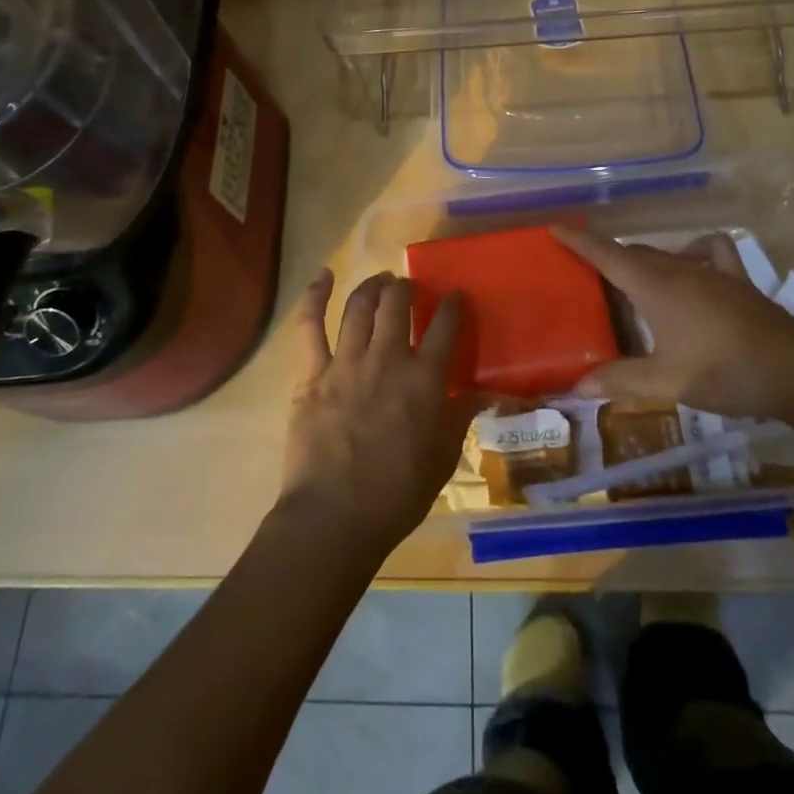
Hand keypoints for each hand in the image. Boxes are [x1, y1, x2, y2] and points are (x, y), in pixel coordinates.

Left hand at [278, 270, 483, 556]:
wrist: (335, 517)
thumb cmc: (396, 495)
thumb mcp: (442, 459)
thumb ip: (459, 417)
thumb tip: (482, 392)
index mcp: (424, 379)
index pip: (445, 327)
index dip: (453, 306)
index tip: (455, 296)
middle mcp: (387, 359)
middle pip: (398, 304)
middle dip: (406, 288)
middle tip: (409, 288)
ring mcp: (346, 362)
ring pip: (359, 306)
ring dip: (372, 287)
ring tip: (380, 281)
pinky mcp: (313, 373)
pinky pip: (310, 326)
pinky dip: (314, 297)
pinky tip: (322, 277)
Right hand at [553, 226, 793, 418]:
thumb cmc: (725, 372)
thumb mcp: (668, 382)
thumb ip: (621, 380)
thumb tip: (576, 386)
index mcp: (655, 287)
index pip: (607, 255)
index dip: (579, 240)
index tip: (555, 228)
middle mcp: (678, 269)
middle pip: (633, 254)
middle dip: (607, 257)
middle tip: (586, 272)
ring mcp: (711, 271)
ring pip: (665, 254)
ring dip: (642, 260)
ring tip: (631, 280)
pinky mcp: (737, 279)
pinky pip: (710, 250)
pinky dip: (694, 251)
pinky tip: (692, 266)